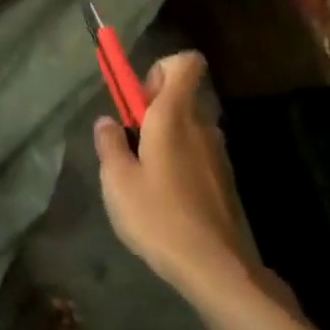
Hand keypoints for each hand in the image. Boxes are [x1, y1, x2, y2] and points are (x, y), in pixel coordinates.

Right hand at [94, 52, 284, 305]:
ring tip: (142, 174)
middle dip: (153, 107)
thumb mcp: (117, 180)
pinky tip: (163, 196)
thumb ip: (109, 143)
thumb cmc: (158, 215)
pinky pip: (196, 151)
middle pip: (181, 94)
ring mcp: (217, 152)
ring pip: (187, 125)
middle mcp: (201, 125)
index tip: (138, 99)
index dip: (160, 69)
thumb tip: (107, 122)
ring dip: (164, 136)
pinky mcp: (222, 178)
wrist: (214, 266)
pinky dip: (178, 160)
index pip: (185, 62)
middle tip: (129, 141)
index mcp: (174, 115)